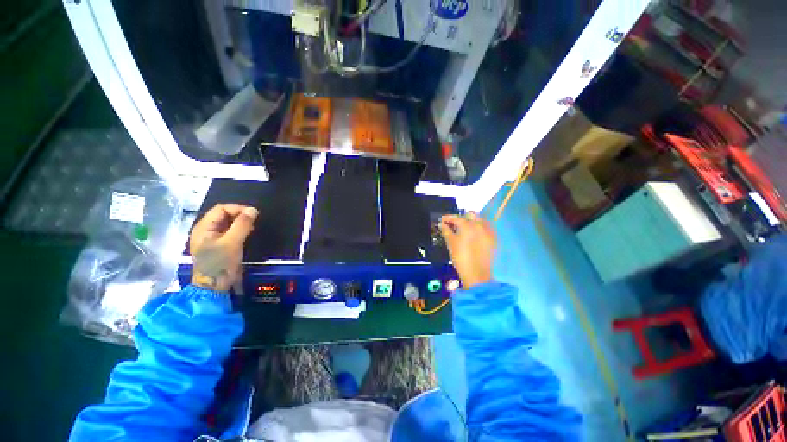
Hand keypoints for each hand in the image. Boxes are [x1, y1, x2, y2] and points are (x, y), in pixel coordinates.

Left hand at [189, 204, 258, 291]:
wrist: (214, 286)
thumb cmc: (221, 263)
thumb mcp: (232, 242)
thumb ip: (242, 225)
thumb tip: (253, 210)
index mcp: (203, 227)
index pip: (221, 209)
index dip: (238, 209)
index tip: (253, 215)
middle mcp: (205, 230)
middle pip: (223, 215)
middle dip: (240, 215)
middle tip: (254, 221)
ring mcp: (210, 238)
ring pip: (227, 223)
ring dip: (240, 223)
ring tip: (252, 228)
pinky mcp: (218, 245)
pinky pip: (229, 232)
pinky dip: (239, 230)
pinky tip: (247, 234)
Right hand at [439, 212, 495, 288]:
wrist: (476, 273)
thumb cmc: (460, 257)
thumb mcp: (450, 243)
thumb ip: (446, 231)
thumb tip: (442, 224)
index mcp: (467, 225)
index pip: (456, 217)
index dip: (447, 218)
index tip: (442, 220)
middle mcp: (479, 225)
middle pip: (471, 215)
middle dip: (462, 217)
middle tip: (454, 224)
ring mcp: (488, 231)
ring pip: (480, 220)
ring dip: (472, 221)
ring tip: (465, 229)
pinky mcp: (493, 239)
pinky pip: (486, 228)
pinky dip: (479, 228)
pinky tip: (474, 235)